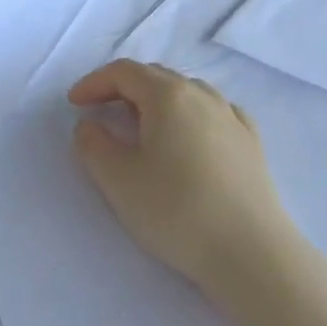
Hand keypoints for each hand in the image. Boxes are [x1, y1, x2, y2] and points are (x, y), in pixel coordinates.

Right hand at [68, 60, 295, 294]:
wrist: (252, 253)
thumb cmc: (177, 211)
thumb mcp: (118, 180)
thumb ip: (93, 145)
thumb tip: (90, 125)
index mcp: (168, 96)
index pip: (123, 72)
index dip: (94, 82)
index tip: (74, 104)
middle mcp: (203, 95)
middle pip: (155, 76)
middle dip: (122, 88)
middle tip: (101, 112)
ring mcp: (233, 117)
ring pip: (187, 92)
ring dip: (156, 100)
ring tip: (141, 126)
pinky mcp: (252, 143)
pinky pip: (214, 112)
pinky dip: (189, 115)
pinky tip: (189, 136)